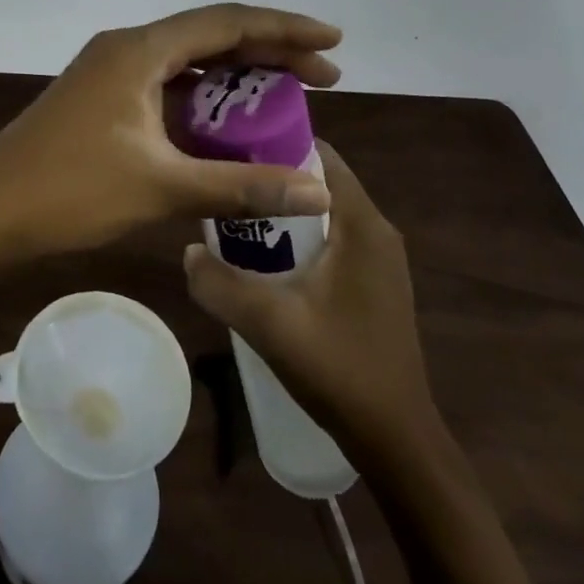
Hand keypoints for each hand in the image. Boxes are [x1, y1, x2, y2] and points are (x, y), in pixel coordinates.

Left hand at [0, 4, 342, 276]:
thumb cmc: (68, 190)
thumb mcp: (161, 187)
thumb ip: (241, 185)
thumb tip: (319, 191)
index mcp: (139, 50)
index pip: (227, 22)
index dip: (284, 29)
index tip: (333, 43)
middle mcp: (126, 49)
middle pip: (210, 38)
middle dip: (268, 54)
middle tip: (323, 78)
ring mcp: (110, 74)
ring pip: (187, 64)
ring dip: (235, 80)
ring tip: (286, 99)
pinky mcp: (101, 101)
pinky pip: (165, 89)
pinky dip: (202, 103)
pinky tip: (228, 128)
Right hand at [183, 142, 436, 449]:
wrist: (396, 441)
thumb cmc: (340, 370)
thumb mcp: (269, 324)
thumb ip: (220, 284)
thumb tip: (186, 251)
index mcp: (362, 224)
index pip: (320, 154)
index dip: (275, 141)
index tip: (231, 144)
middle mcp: (376, 231)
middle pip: (317, 182)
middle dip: (271, 178)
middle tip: (223, 182)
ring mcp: (379, 259)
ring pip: (322, 213)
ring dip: (282, 211)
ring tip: (234, 217)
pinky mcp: (374, 283)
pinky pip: (332, 239)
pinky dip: (299, 237)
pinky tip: (264, 260)